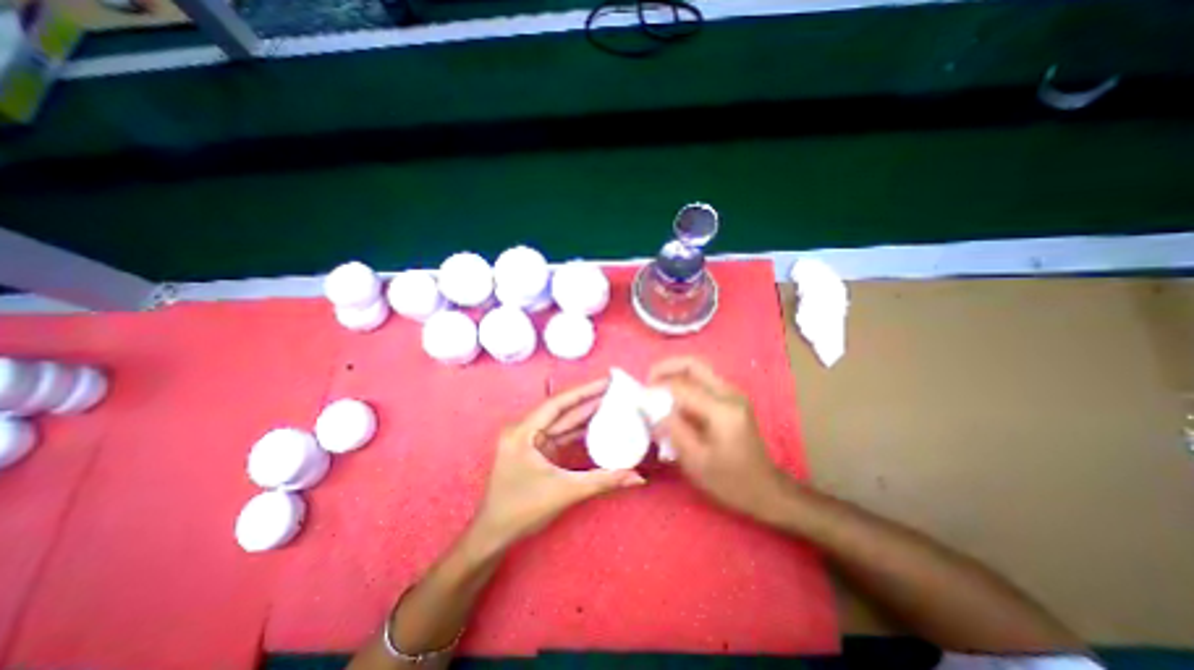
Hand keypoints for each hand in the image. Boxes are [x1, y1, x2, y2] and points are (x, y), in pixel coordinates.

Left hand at [471, 380, 647, 545]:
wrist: (495, 534)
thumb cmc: (522, 511)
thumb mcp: (564, 492)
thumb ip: (602, 481)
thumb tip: (637, 477)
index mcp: (522, 433)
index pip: (558, 404)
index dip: (583, 391)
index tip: (606, 382)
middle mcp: (524, 430)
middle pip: (561, 410)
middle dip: (588, 399)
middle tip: (614, 389)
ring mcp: (529, 439)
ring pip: (561, 421)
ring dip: (585, 413)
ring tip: (610, 402)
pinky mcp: (536, 449)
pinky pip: (560, 434)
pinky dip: (578, 430)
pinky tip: (597, 424)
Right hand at [644, 358, 789, 521]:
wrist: (766, 490)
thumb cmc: (731, 482)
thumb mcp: (696, 461)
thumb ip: (673, 429)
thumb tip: (653, 408)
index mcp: (722, 410)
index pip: (681, 386)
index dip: (657, 388)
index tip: (640, 398)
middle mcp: (730, 394)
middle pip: (693, 364)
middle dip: (666, 367)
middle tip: (648, 382)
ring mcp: (733, 394)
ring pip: (698, 369)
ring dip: (674, 374)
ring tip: (656, 390)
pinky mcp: (732, 399)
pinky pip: (703, 381)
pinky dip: (684, 383)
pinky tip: (673, 400)